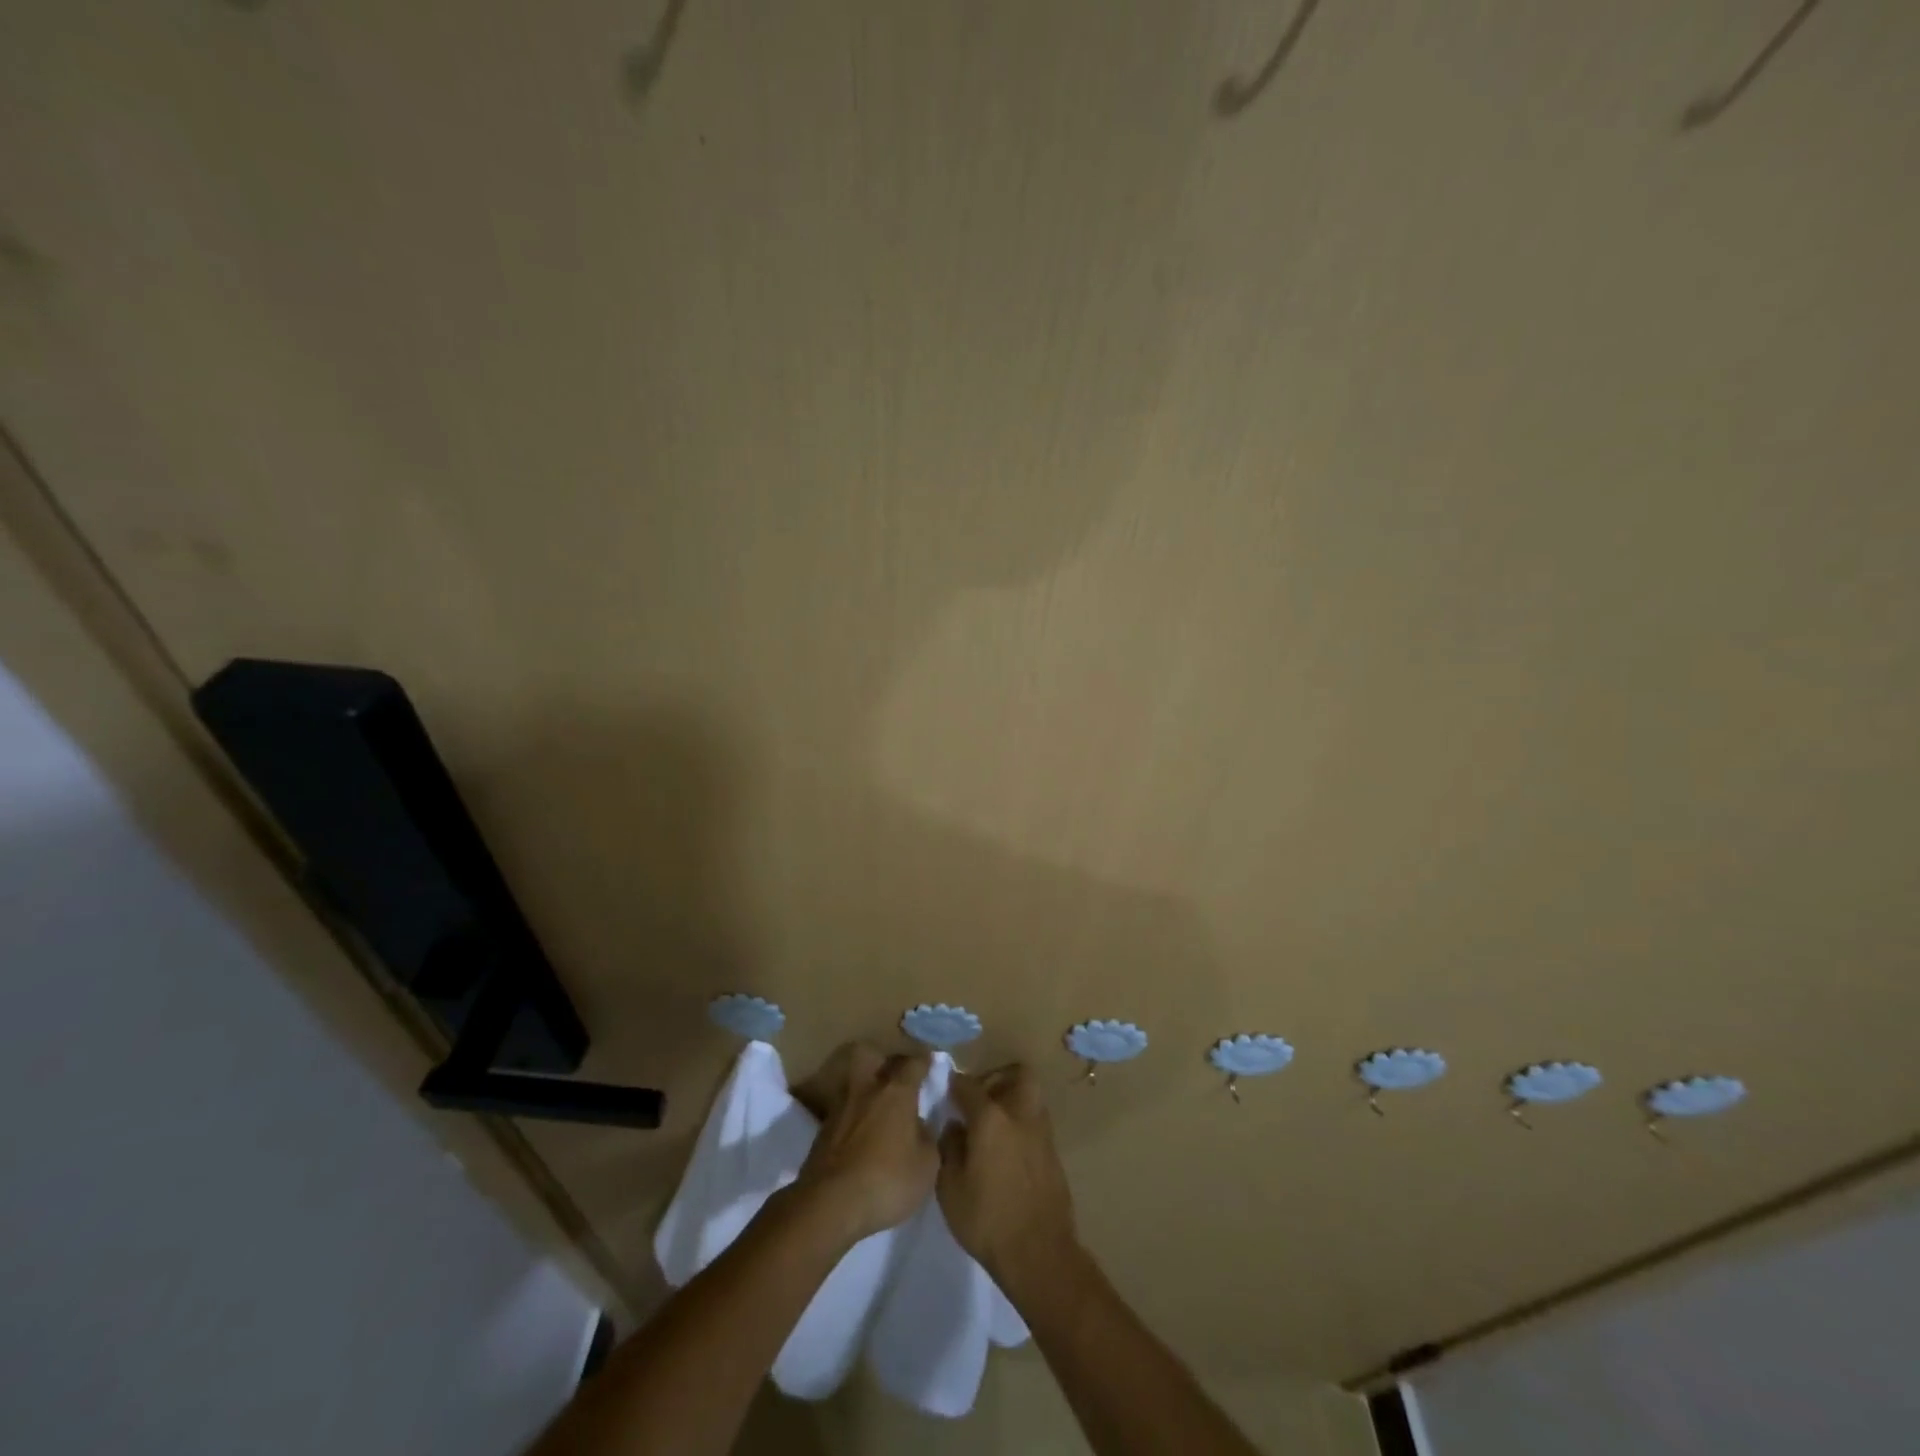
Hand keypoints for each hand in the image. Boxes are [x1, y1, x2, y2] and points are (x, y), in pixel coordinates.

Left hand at [789, 1043, 938, 1244]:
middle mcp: (866, 1090)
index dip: (924, 1062)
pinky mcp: (821, 1132)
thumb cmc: (887, 1180)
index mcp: (896, 1092)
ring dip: (864, 1090)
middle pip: (870, 1056)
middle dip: (881, 1060)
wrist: (829, 1204)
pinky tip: (860, 1135)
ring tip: (875, 1107)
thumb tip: (923, 1126)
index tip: (931, 1062)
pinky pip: (842, 1112)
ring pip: (853, 1084)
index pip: (913, 1064)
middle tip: (893, 1075)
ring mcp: (840, 1109)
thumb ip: (929, 1139)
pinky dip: (852, 1118)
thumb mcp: (927, 1166)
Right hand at [938, 1064, 1078, 1292]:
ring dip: (1012, 1099)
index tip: (946, 1090)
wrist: (1039, 1254)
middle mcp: (1020, 1115)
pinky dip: (1022, 1124)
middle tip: (980, 1099)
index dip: (954, 1084)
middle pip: (1017, 1074)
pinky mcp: (1053, 1153)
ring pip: (1030, 1096)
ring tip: (992, 1125)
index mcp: (991, 1118)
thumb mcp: (950, 1188)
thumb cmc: (987, 1220)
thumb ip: (949, 1148)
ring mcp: (1042, 1133)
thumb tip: (954, 1127)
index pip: (968, 1085)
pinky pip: (1036, 1122)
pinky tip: (1006, 1150)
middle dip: (998, 1078)